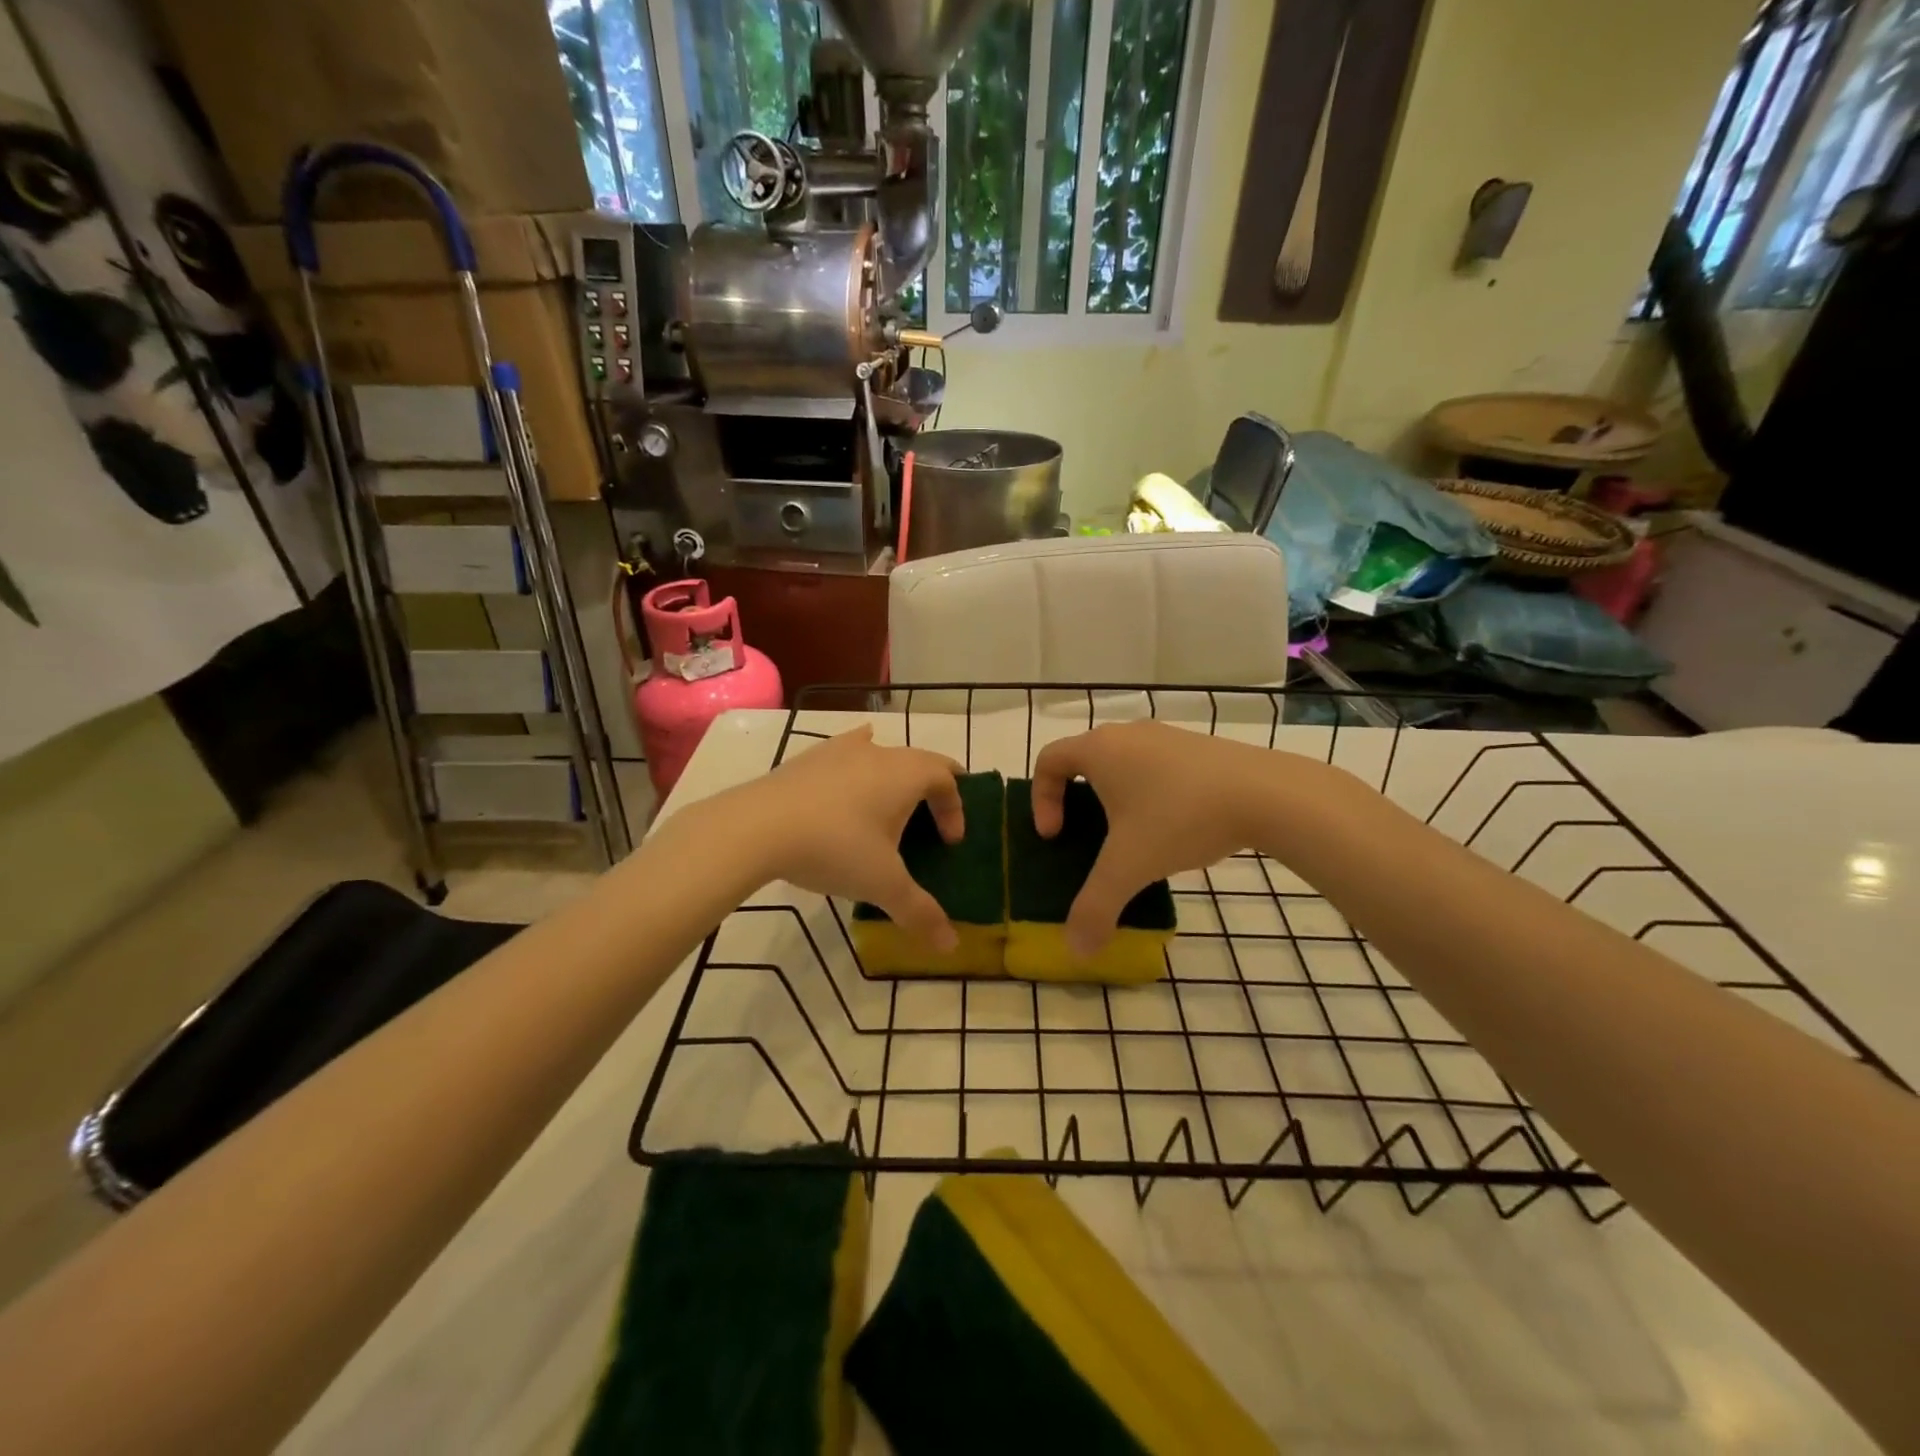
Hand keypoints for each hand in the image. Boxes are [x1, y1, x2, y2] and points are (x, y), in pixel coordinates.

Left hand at [723, 726, 965, 949]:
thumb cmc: (835, 848)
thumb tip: (950, 946)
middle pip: (920, 762)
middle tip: (929, 824)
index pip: (947, 780)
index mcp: (907, 775)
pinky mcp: (809, 757)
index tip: (949, 842)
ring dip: (895, 777)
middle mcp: (880, 753)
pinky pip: (845, 752)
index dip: (956, 809)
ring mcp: (841, 749)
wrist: (757, 827)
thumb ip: (919, 912)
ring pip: (882, 754)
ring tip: (889, 806)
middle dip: (932, 791)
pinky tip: (848, 774)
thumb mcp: (882, 884)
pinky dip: (858, 762)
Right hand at [1031, 721, 1325, 956]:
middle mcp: (1127, 734)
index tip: (1056, 836)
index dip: (1041, 799)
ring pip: (1123, 763)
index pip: (1049, 760)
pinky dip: (1150, 792)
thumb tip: (1076, 949)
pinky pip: (1156, 766)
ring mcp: (1167, 736)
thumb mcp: (1130, 867)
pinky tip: (1176, 827)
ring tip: (1134, 837)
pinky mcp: (1198, 747)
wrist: (1267, 793)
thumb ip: (1096, 907)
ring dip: (1116, 797)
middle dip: (1077, 800)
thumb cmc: (1180, 818)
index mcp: (1099, 749)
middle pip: (1084, 759)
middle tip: (1088, 838)